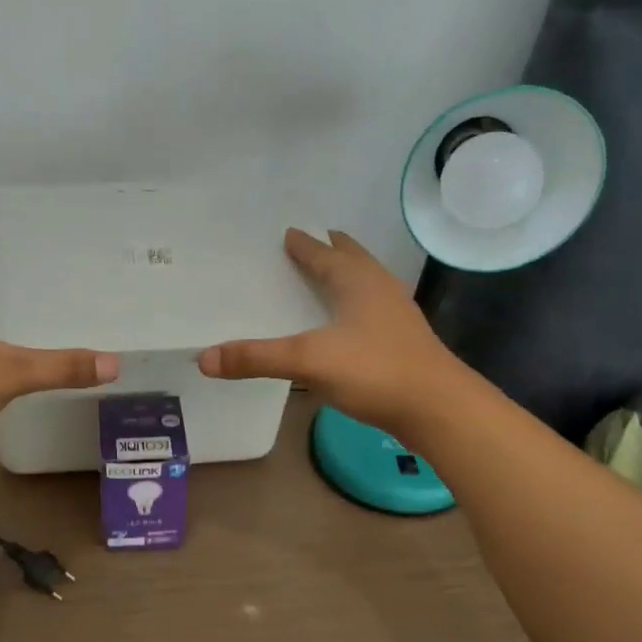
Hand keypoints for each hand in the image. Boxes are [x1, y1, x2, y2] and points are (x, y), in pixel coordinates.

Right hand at [198, 228, 457, 432]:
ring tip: (330, 275)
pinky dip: (355, 304)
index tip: (290, 233)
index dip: (305, 245)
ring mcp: (396, 316)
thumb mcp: (308, 361)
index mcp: (358, 282)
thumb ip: (256, 358)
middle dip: (333, 250)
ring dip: (348, 274)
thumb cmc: (374, 371)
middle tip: (315, 241)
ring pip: (367, 284)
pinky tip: (349, 324)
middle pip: (353, 260)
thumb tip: (204, 358)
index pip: (325, 255)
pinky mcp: (403, 342)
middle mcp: (379, 290)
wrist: (437, 408)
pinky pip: (372, 310)